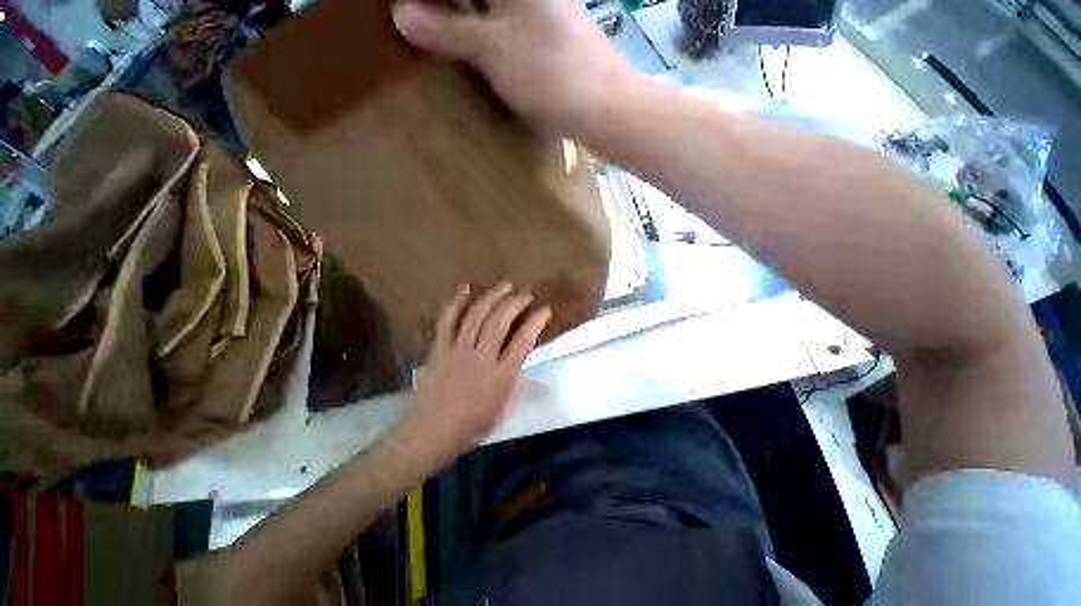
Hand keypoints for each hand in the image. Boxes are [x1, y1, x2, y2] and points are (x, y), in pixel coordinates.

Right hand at [391, 0, 635, 134]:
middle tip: (419, 20)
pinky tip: (476, 40)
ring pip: (493, 6)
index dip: (430, 1)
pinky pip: (510, 18)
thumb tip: (401, 14)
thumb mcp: (490, 51)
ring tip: (439, 30)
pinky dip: (487, 25)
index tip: (409, 11)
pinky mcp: (552, 28)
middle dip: (446, 9)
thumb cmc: (548, 74)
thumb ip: (446, 29)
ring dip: (465, 16)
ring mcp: (544, 6)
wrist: (603, 106)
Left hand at [396, 283, 550, 462]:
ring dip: (492, 296)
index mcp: (500, 374)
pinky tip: (466, 289)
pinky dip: (456, 302)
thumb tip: (533, 367)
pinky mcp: (440, 347)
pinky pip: (447, 320)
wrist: (431, 431)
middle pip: (499, 321)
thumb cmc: (472, 423)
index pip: (523, 341)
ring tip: (505, 285)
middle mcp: (481, 356)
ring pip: (477, 315)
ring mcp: (458, 349)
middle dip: (515, 302)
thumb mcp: (504, 406)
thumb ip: (518, 381)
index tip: (544, 309)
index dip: (536, 321)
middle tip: (525, 293)